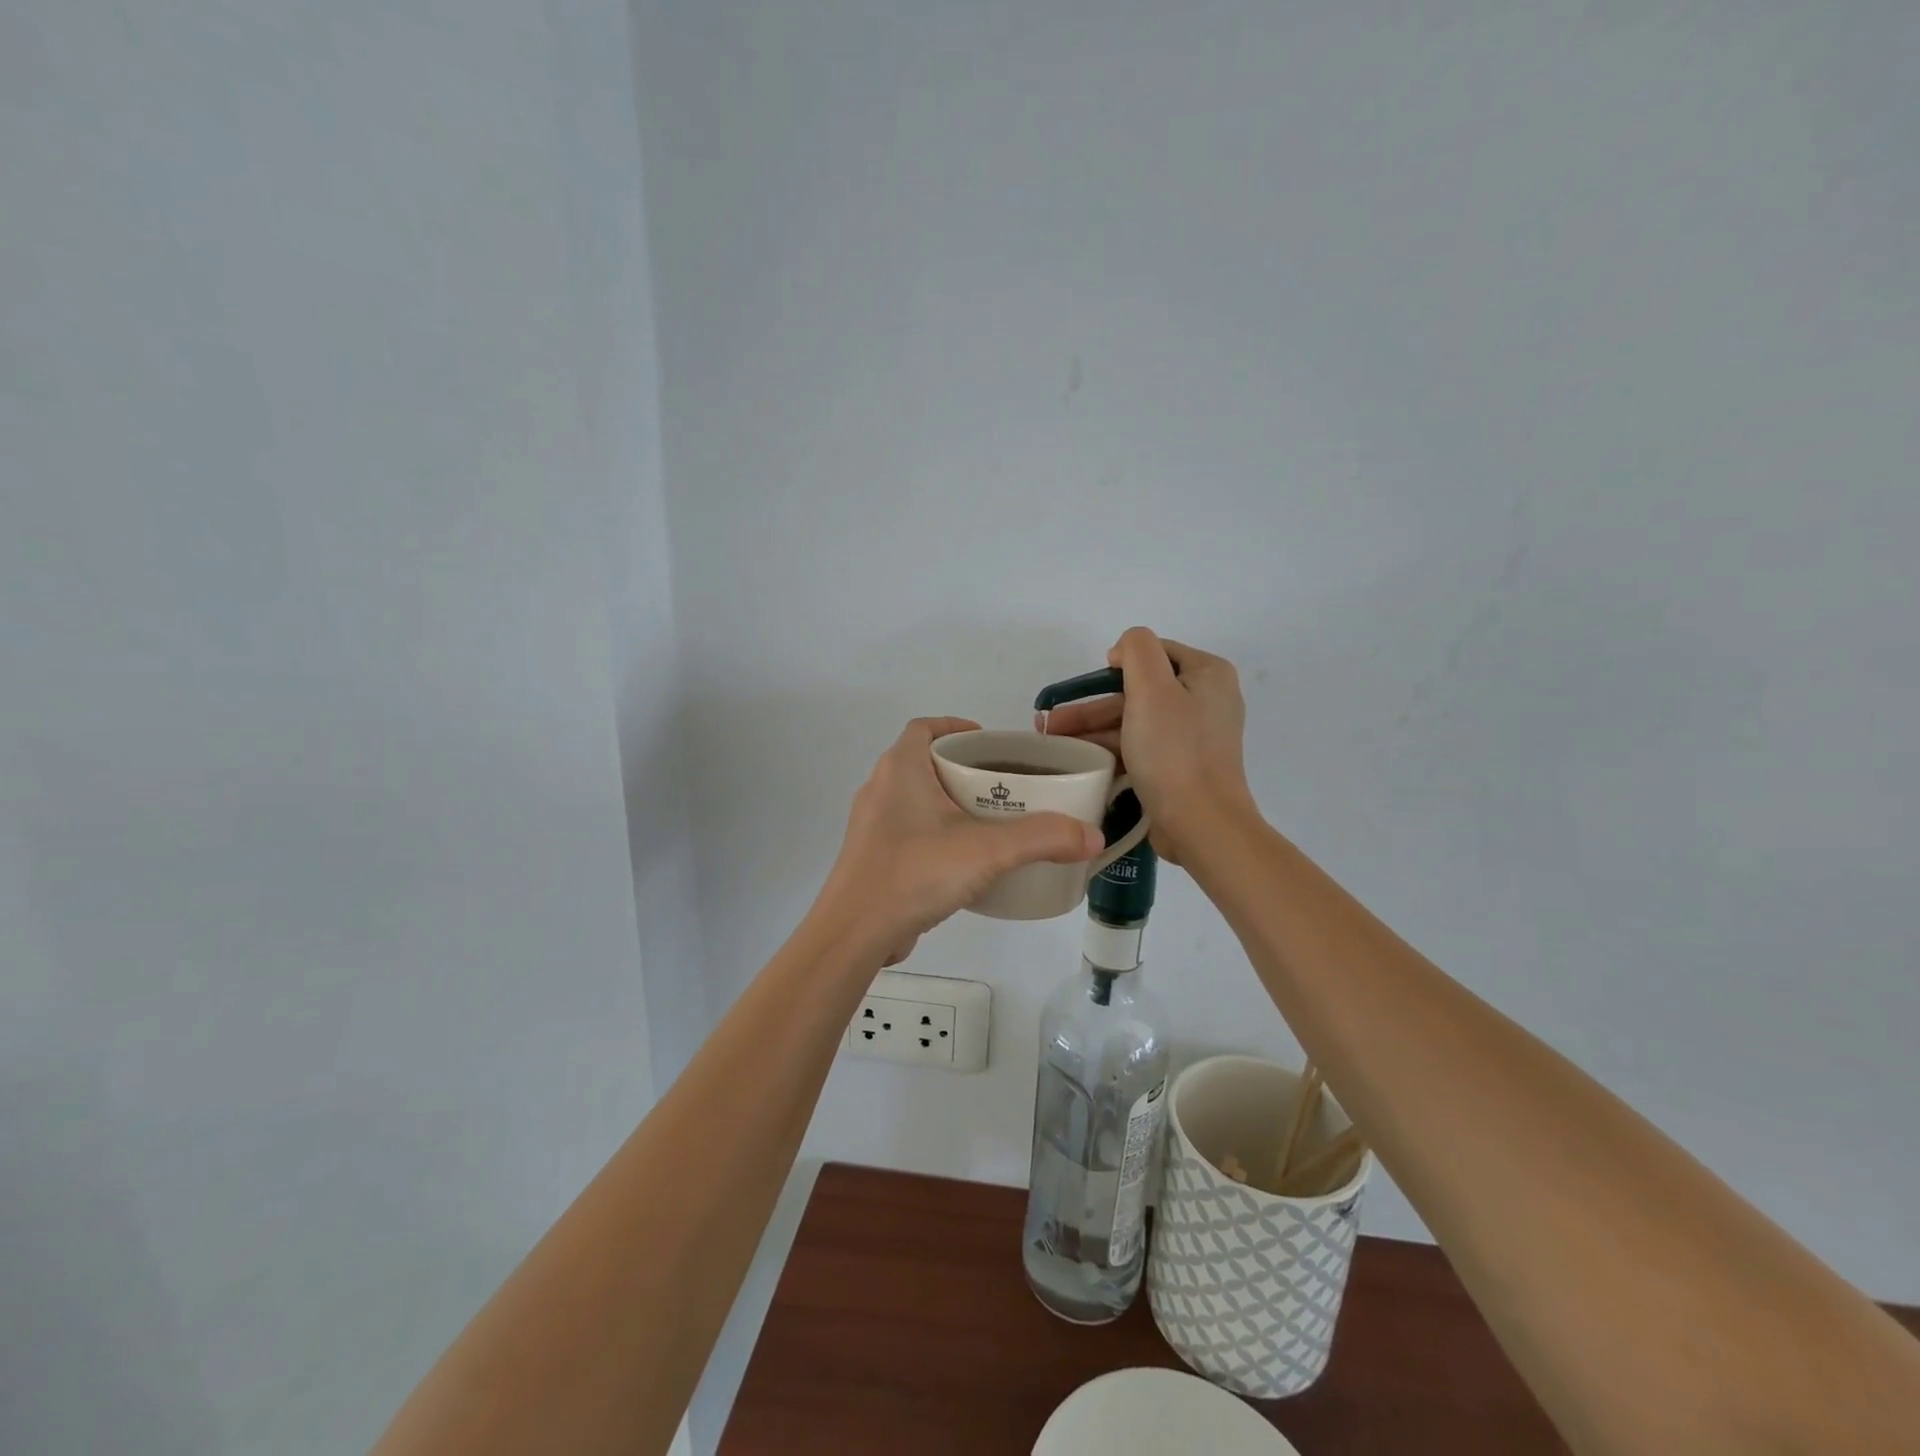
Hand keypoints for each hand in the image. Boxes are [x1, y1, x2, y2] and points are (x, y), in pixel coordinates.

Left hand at [817, 717, 1103, 964]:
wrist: (855, 933)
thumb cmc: (915, 872)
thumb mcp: (987, 851)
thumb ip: (1042, 838)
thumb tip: (1093, 835)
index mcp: (900, 769)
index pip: (925, 728)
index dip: (956, 727)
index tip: (991, 745)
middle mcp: (881, 788)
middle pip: (925, 762)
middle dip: (964, 769)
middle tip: (1005, 786)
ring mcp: (872, 825)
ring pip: (917, 799)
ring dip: (950, 802)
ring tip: (992, 820)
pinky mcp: (873, 856)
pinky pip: (910, 830)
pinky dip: (937, 833)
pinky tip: (965, 859)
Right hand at [1040, 628, 1255, 863]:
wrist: (1200, 824)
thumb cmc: (1174, 752)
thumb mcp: (1152, 688)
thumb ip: (1137, 650)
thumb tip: (1123, 650)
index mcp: (1207, 674)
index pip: (1154, 653)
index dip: (1117, 665)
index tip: (1086, 688)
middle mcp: (1205, 700)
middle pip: (1138, 690)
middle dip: (1091, 705)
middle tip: (1051, 722)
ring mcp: (1194, 736)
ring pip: (1134, 721)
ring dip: (1093, 728)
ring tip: (1052, 742)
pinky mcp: (1181, 766)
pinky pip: (1140, 747)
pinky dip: (1110, 749)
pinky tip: (1079, 760)